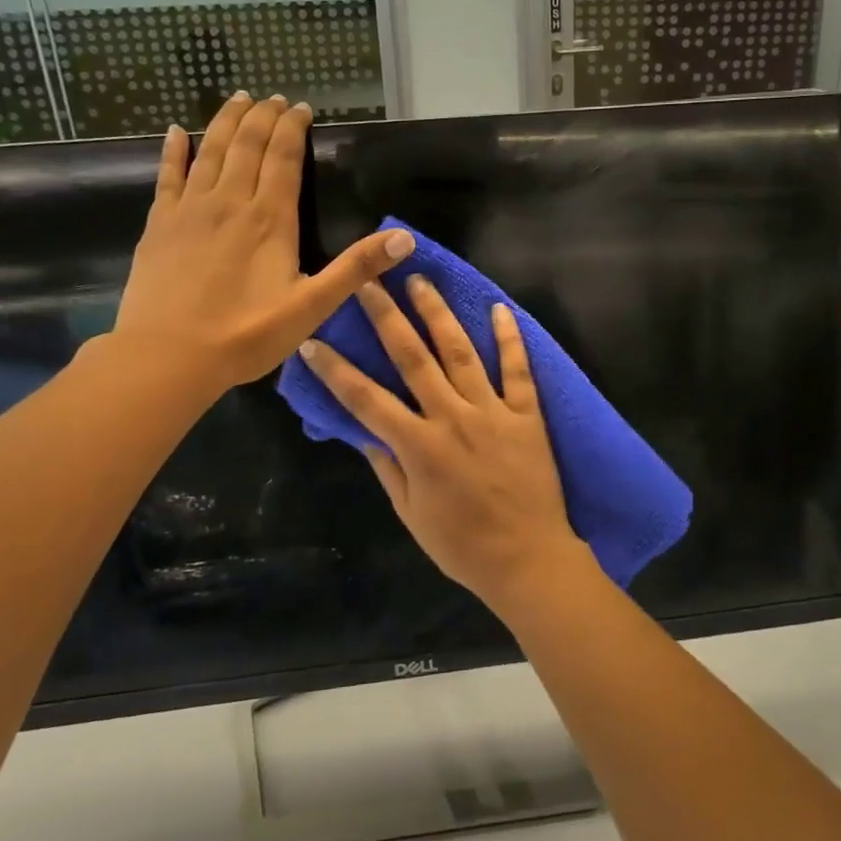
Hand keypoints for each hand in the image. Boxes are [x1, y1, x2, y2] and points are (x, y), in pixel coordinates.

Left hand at [109, 93, 413, 399]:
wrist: (168, 356)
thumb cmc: (246, 334)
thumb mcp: (313, 306)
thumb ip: (357, 268)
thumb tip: (405, 237)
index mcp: (270, 219)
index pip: (284, 159)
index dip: (293, 129)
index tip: (301, 108)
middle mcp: (230, 202)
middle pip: (248, 145)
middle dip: (262, 116)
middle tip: (274, 98)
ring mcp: (190, 210)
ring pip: (211, 151)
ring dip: (226, 122)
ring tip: (237, 98)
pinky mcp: (159, 224)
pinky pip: (167, 176)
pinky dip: (173, 151)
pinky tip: (174, 132)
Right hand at [298, 275, 594, 616]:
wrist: (528, 559)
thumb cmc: (462, 545)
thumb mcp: (411, 514)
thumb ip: (387, 468)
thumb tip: (361, 431)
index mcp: (418, 446)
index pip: (365, 399)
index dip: (335, 370)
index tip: (313, 340)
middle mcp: (452, 418)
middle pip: (413, 358)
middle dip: (386, 317)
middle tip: (368, 282)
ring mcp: (492, 412)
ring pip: (461, 352)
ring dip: (438, 313)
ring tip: (420, 281)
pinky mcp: (527, 414)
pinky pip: (517, 369)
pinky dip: (510, 338)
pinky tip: (500, 308)